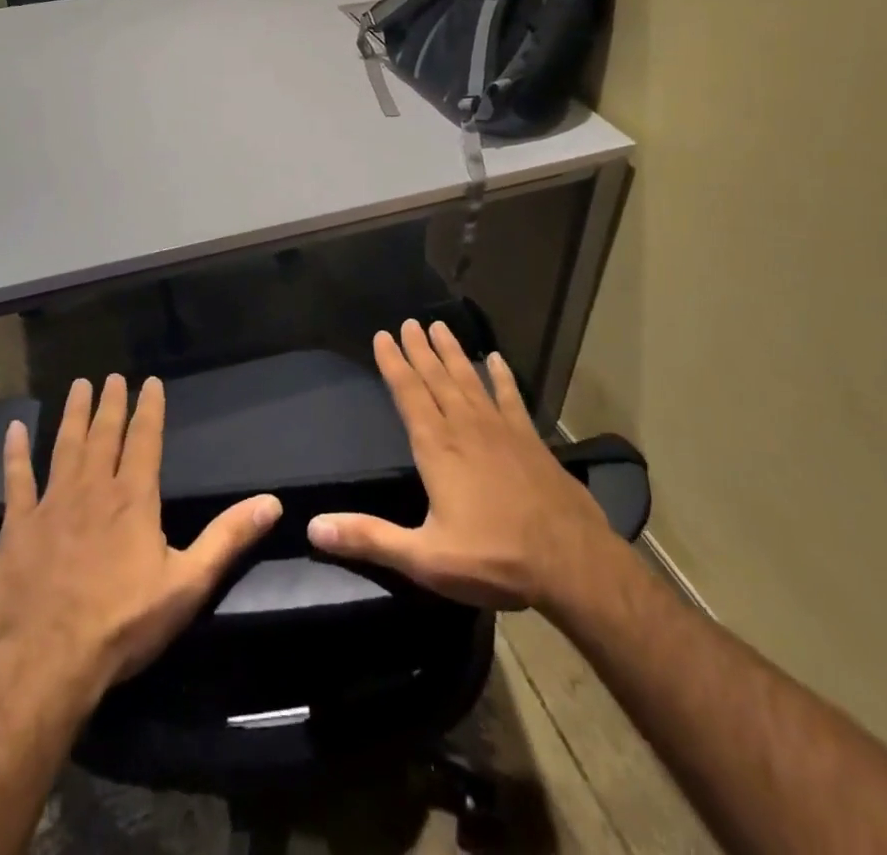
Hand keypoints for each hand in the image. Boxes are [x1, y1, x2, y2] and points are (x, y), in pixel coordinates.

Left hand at [0, 374, 282, 697]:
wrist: (47, 662)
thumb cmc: (123, 624)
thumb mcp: (188, 584)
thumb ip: (228, 539)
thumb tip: (272, 502)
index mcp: (133, 498)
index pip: (145, 440)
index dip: (149, 408)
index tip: (150, 382)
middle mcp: (93, 488)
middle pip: (104, 434)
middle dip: (111, 403)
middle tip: (111, 376)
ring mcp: (52, 504)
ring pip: (65, 445)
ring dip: (73, 414)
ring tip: (78, 386)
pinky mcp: (17, 526)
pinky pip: (16, 480)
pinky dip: (15, 453)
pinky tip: (14, 429)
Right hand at [308, 320, 615, 610]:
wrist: (571, 563)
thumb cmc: (493, 559)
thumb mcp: (425, 558)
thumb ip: (369, 538)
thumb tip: (315, 527)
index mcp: (437, 447)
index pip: (408, 393)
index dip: (393, 364)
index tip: (382, 336)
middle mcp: (465, 427)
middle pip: (437, 378)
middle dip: (419, 349)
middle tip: (408, 322)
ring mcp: (501, 429)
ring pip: (469, 380)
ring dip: (453, 353)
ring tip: (440, 327)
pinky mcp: (530, 439)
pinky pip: (510, 397)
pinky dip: (502, 377)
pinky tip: (496, 359)